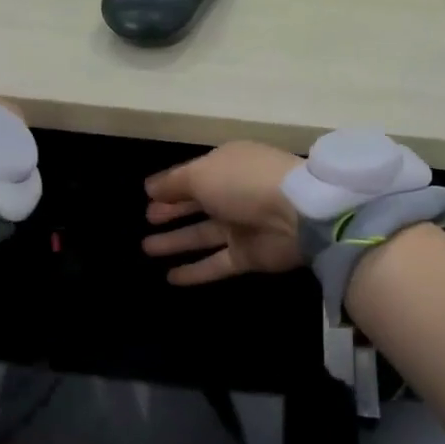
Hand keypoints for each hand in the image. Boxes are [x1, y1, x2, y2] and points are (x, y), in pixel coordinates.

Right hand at [141, 142, 304, 285]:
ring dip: (176, 241)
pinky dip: (194, 271)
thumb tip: (150, 187)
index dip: (169, 186)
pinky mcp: (248, 256)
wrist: (298, 214)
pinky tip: (170, 278)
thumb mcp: (201, 173)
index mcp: (226, 165)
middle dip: (172, 211)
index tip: (146, 196)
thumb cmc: (243, 183)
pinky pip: (215, 263)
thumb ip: (173, 183)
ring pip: (202, 235)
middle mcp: (234, 194)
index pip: (191, 175)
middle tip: (147, 220)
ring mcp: (242, 226)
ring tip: (147, 248)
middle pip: (196, 204)